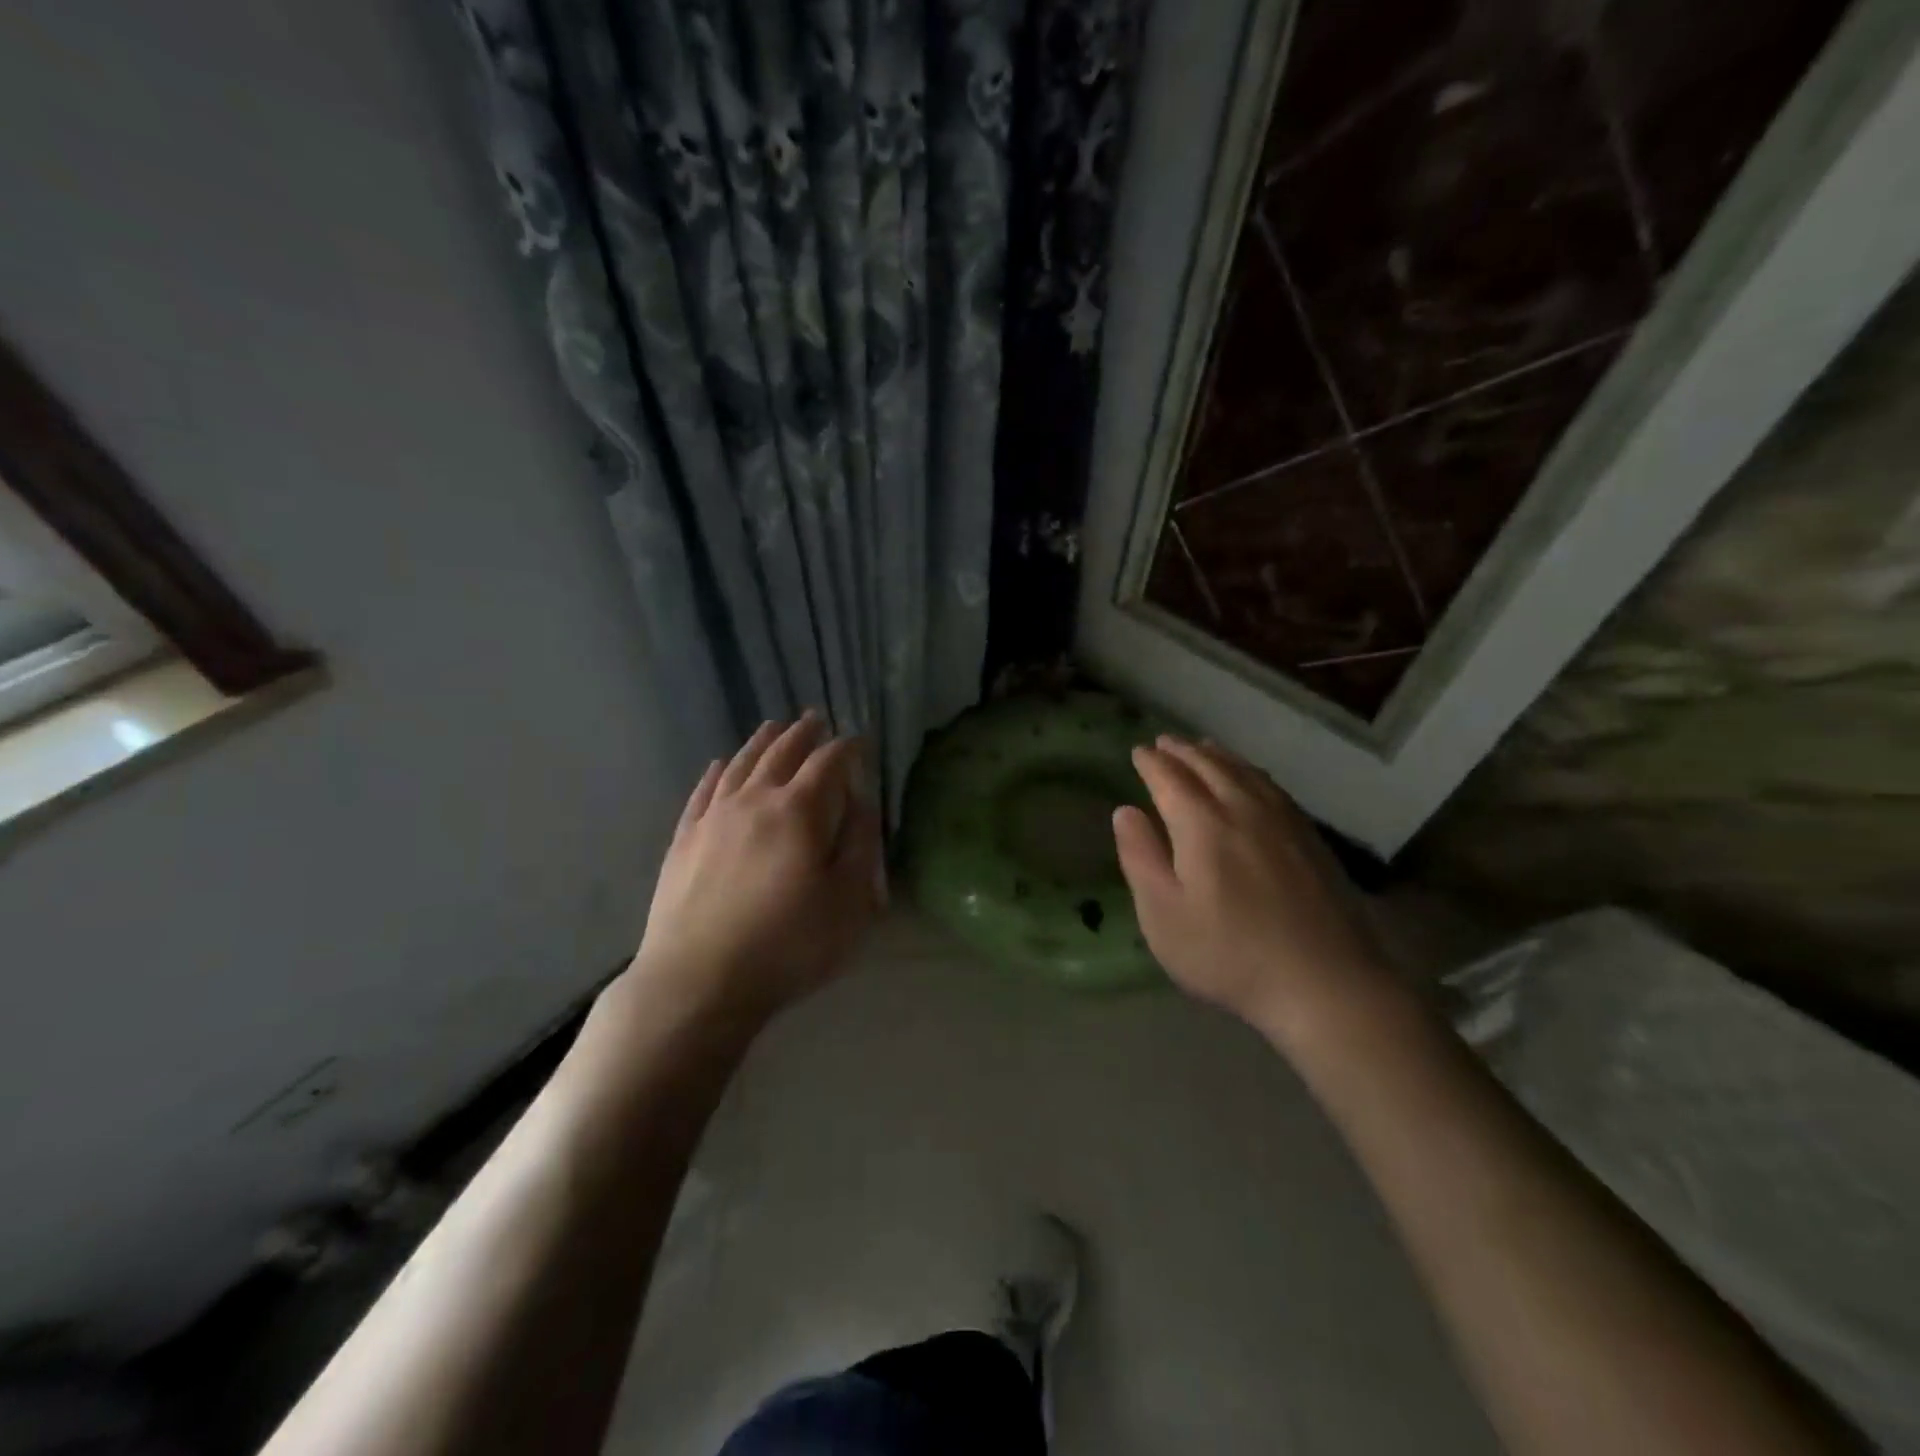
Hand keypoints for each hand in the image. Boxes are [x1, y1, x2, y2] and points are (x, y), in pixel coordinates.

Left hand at [629, 714, 884, 1024]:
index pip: (828, 763)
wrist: (698, 980)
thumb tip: (861, 801)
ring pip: (741, 764)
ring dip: (762, 742)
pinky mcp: (684, 839)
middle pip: (782, 753)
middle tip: (816, 719)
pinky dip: (717, 772)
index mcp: (800, 811)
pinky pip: (704, 791)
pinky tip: (721, 764)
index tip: (859, 741)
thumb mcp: (849, 902)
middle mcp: (755, 800)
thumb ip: (861, 844)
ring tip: (775, 727)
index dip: (847, 748)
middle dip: (804, 734)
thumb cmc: (788, 945)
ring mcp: (714, 817)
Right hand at [1113, 735, 1392, 1045]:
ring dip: (1217, 755)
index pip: (1170, 779)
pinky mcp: (1310, 838)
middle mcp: (1243, 808)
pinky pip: (1273, 787)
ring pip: (1244, 772)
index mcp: (1202, 824)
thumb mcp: (1163, 914)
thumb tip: (1125, 810)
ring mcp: (1283, 821)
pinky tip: (1251, 778)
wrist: (1323, 983)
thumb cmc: (1227, 953)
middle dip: (1182, 751)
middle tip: (1164, 742)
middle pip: (1209, 766)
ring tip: (1202, 747)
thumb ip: (1140, 857)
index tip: (1137, 752)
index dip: (1151, 763)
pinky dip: (1251, 771)